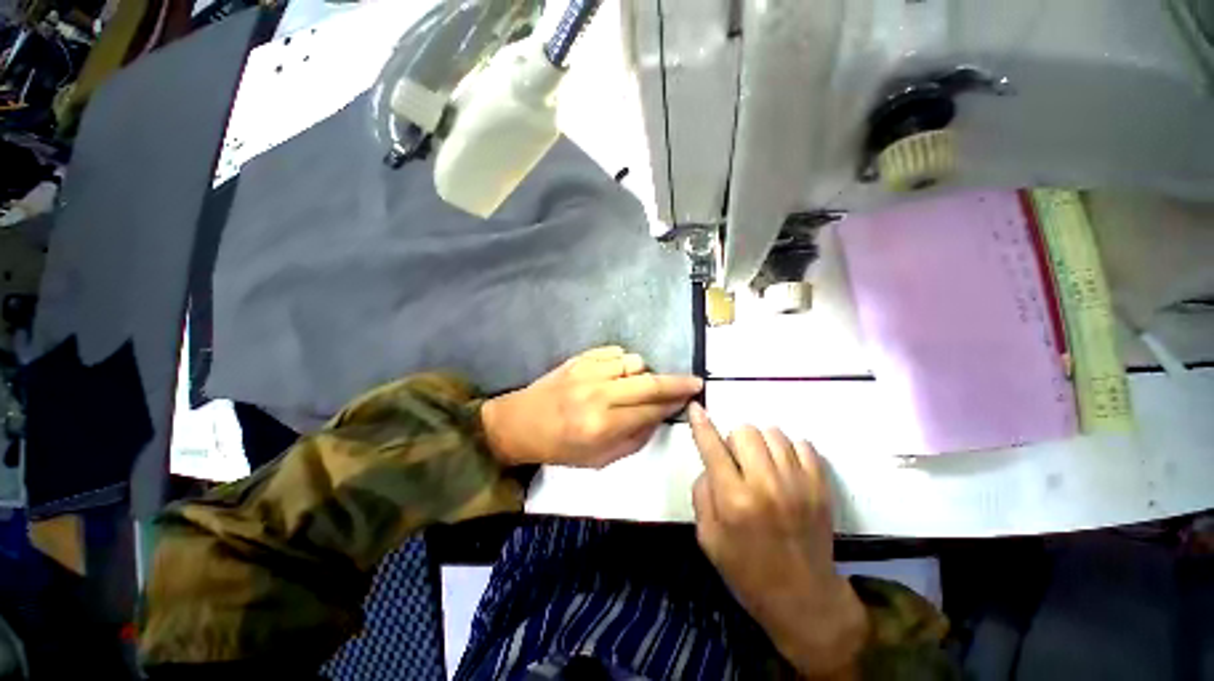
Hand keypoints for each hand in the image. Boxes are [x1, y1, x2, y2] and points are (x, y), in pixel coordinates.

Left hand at [482, 347, 702, 468]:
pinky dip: (625, 362)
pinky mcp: (579, 359)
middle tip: (694, 382)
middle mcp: (597, 394)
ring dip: (645, 373)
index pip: (649, 410)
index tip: (691, 398)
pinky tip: (620, 374)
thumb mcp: (599, 459)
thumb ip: (635, 439)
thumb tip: (659, 417)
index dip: (674, 404)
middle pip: (648, 383)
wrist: (519, 423)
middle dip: (677, 382)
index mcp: (601, 425)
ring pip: (634, 361)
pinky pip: (615, 352)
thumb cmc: (559, 448)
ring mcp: (587, 372)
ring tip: (639, 384)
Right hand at [689, 403, 867, 679]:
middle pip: (746, 430)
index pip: (712, 447)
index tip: (696, 408)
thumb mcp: (708, 537)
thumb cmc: (747, 570)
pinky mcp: (821, 486)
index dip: (700, 424)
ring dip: (761, 443)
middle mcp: (766, 485)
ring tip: (761, 465)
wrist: (804, 599)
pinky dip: (788, 450)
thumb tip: (711, 463)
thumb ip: (702, 493)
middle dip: (734, 440)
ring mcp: (798, 484)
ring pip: (774, 432)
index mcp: (733, 500)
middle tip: (736, 462)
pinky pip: (803, 444)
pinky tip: (783, 469)